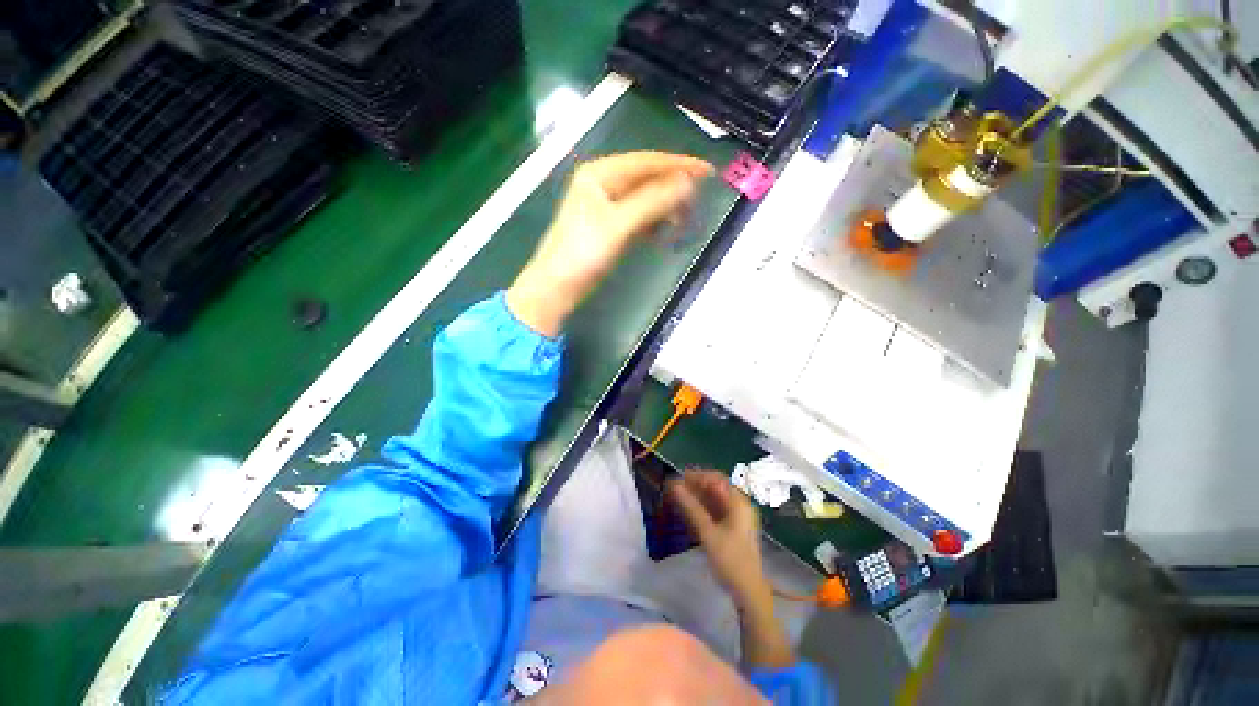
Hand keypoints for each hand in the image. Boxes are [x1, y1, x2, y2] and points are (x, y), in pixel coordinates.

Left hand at [507, 151, 712, 335]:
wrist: (557, 286)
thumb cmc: (583, 253)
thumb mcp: (619, 225)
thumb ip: (652, 202)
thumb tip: (687, 183)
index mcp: (600, 174)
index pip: (647, 162)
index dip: (678, 165)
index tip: (707, 171)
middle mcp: (603, 184)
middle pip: (646, 179)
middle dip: (672, 189)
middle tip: (696, 203)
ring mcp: (606, 206)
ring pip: (644, 200)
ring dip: (664, 208)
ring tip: (682, 221)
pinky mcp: (610, 226)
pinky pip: (638, 217)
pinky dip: (653, 223)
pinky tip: (663, 232)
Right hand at [667, 470, 771, 611]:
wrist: (749, 591)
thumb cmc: (730, 560)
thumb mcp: (708, 533)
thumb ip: (691, 507)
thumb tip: (675, 486)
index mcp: (739, 502)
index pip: (716, 479)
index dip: (697, 476)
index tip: (678, 477)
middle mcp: (740, 505)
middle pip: (716, 487)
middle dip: (695, 485)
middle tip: (675, 487)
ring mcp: (738, 516)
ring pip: (715, 498)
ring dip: (698, 495)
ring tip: (679, 496)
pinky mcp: (734, 526)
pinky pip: (717, 509)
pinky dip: (703, 506)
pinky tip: (690, 509)